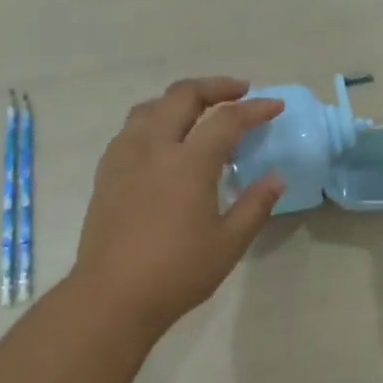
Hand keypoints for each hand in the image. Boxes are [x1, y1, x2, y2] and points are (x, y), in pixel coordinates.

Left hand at [73, 77, 286, 333]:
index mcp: (188, 163)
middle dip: (215, 86)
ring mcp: (124, 157)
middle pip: (183, 96)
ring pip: (151, 106)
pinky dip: (155, 119)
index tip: (274, 106)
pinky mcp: (107, 172)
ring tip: (200, 109)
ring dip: (180, 99)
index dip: (254, 109)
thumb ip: (255, 205)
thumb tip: (275, 178)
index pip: (227, 119)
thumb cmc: (177, 273)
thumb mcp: (228, 243)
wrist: (112, 296)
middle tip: (240, 91)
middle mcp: (154, 148)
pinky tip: (163, 139)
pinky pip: (131, 128)